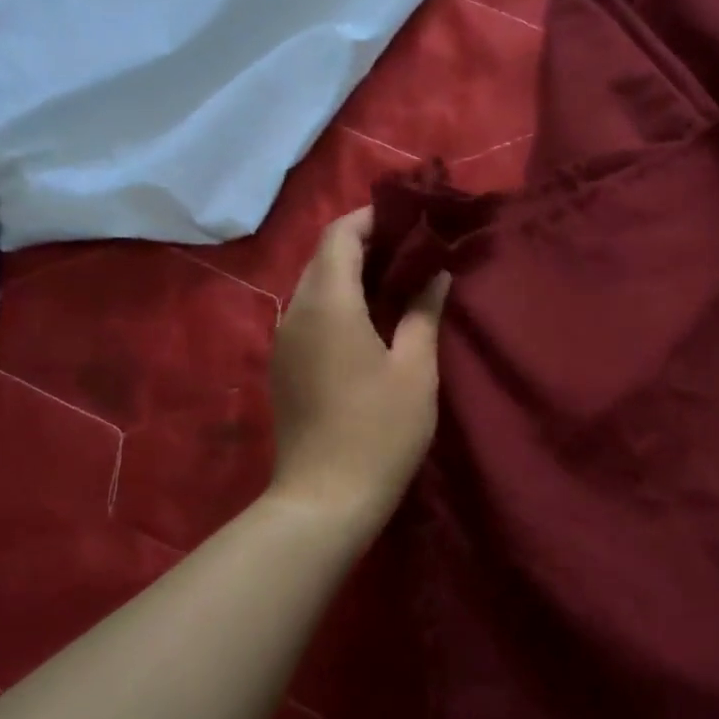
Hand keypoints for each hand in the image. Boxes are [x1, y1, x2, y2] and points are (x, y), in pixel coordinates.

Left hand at [268, 208, 448, 529]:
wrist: (325, 499)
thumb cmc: (379, 431)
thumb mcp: (415, 369)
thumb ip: (423, 313)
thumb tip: (436, 276)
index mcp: (328, 304)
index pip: (340, 235)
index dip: (372, 218)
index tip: (409, 219)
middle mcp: (296, 312)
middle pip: (323, 257)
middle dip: (364, 244)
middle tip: (411, 251)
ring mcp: (284, 341)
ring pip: (314, 286)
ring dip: (351, 274)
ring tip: (396, 283)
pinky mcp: (283, 366)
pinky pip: (309, 315)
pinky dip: (338, 303)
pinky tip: (369, 322)